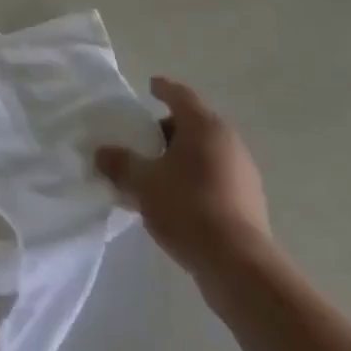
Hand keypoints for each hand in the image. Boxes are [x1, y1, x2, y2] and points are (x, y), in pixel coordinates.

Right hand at [96, 77, 276, 313]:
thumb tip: (102, 153)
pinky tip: (175, 200)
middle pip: (193, 124)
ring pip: (204, 152)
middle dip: (167, 130)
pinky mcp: (248, 201)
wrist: (238, 264)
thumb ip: (120, 163)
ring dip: (180, 157)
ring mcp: (243, 172)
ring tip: (154, 174)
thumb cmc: (187, 208)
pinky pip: (214, 177)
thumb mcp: (142, 183)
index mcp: (204, 126)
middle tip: (142, 140)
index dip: (163, 88)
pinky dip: (193, 179)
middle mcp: (228, 141)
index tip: (150, 85)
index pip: (180, 95)